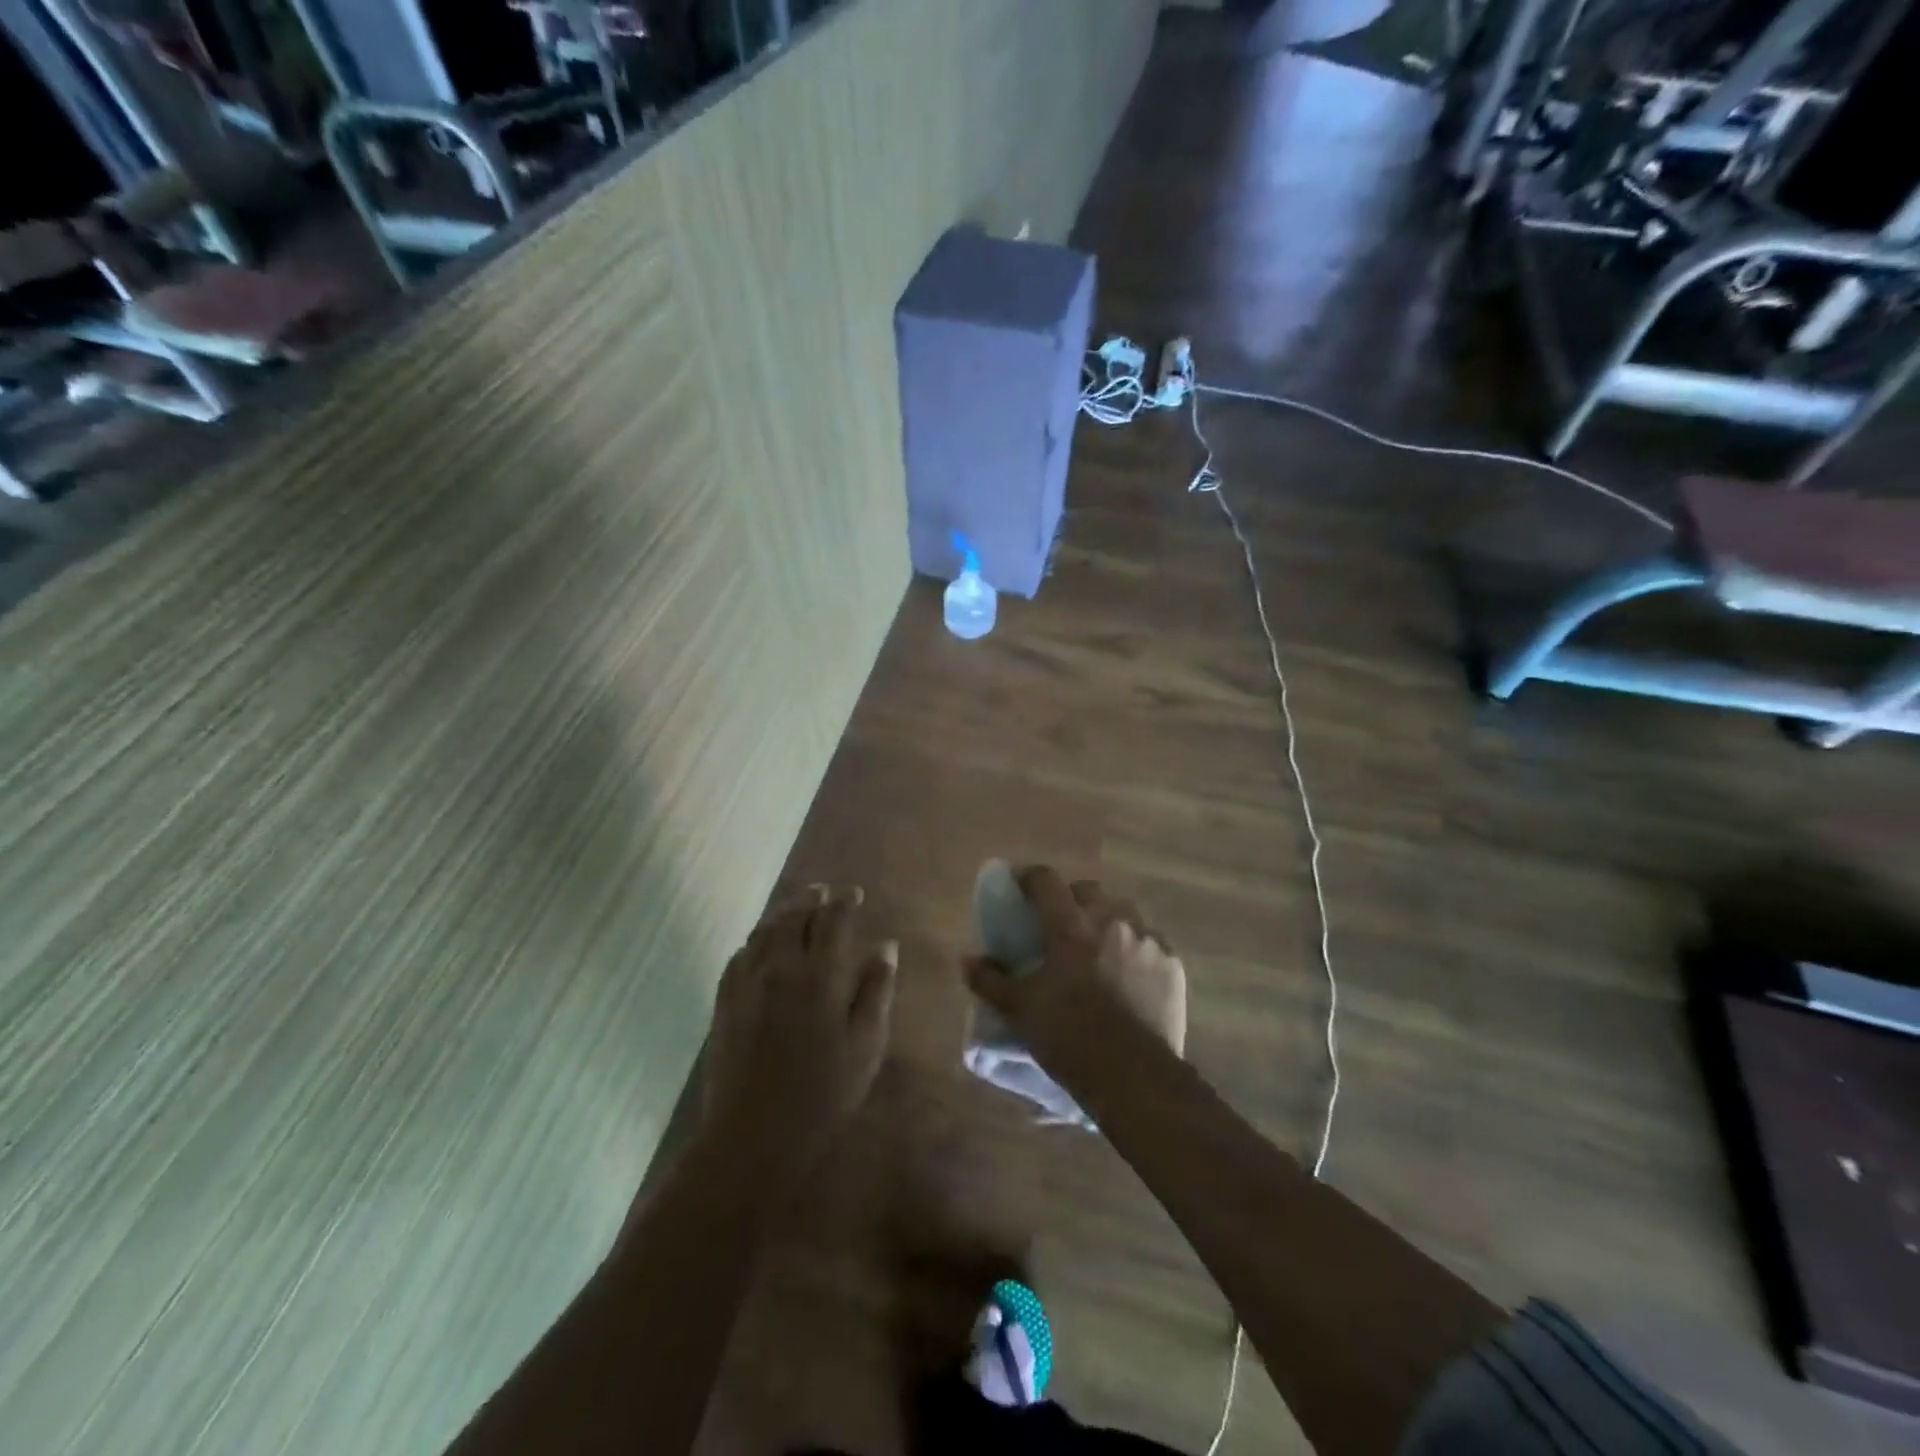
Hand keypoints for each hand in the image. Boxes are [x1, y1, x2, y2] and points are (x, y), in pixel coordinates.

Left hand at [703, 885, 897, 1175]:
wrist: (754, 1136)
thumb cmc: (823, 1094)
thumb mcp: (865, 1045)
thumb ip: (876, 991)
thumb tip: (886, 947)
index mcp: (819, 975)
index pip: (832, 920)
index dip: (844, 901)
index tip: (854, 893)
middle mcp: (780, 967)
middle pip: (793, 917)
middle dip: (810, 899)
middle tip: (823, 891)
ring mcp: (747, 984)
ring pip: (763, 931)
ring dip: (781, 913)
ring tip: (795, 907)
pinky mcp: (725, 1003)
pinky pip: (739, 956)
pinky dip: (755, 940)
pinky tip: (760, 946)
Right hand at [966, 867, 1186, 1074]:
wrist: (1135, 1076)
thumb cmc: (1069, 1037)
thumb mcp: (1020, 1009)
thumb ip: (990, 979)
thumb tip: (967, 959)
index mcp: (1069, 925)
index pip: (1046, 880)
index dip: (1029, 878)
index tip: (1020, 887)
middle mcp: (1110, 919)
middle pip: (1087, 890)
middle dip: (1070, 900)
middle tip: (1059, 925)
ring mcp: (1146, 938)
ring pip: (1121, 911)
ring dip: (1105, 919)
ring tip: (1096, 947)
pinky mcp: (1171, 962)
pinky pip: (1148, 939)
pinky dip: (1133, 946)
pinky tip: (1127, 972)